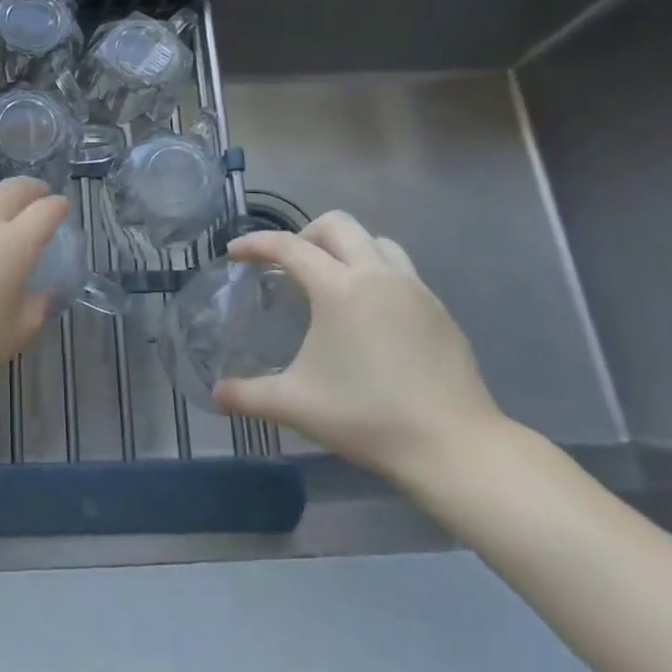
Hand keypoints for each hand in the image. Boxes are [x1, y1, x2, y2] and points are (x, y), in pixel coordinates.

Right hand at [213, 211, 507, 486]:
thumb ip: (248, 395)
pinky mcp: (439, 311)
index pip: (288, 246)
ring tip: (331, 281)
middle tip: (288, 265)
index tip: (234, 253)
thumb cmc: (367, 416)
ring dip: (347, 248)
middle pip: (338, 224)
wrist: (455, 446)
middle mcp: (378, 275)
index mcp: (339, 288)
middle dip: (305, 234)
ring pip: (376, 241)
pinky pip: (401, 271)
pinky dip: (375, 274)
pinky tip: (368, 315)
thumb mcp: (296, 405)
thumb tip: (216, 395)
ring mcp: (415, 290)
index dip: (255, 244)